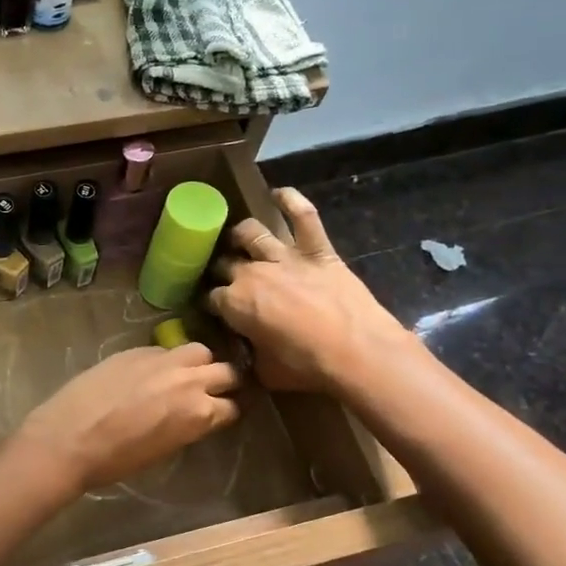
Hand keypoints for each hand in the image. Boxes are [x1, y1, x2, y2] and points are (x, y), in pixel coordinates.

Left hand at [15, 344, 239, 495]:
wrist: (68, 438)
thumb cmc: (115, 460)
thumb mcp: (164, 450)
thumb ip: (187, 426)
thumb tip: (192, 416)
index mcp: (199, 413)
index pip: (233, 406)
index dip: (230, 410)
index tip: (226, 411)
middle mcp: (189, 381)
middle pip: (226, 371)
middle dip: (225, 381)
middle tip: (215, 389)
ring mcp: (162, 360)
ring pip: (199, 351)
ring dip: (200, 362)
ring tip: (186, 373)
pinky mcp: (136, 350)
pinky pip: (165, 349)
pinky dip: (167, 359)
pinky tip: (153, 370)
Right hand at [207, 188, 411, 395]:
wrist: (356, 351)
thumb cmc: (306, 366)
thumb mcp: (264, 371)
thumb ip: (248, 356)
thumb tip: (245, 354)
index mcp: (234, 303)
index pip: (210, 298)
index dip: (210, 304)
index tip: (214, 310)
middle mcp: (251, 272)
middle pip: (224, 263)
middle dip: (220, 269)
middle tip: (224, 277)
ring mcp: (285, 256)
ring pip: (251, 233)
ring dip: (241, 235)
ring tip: (239, 238)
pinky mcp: (317, 250)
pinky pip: (303, 217)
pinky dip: (291, 201)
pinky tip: (279, 193)